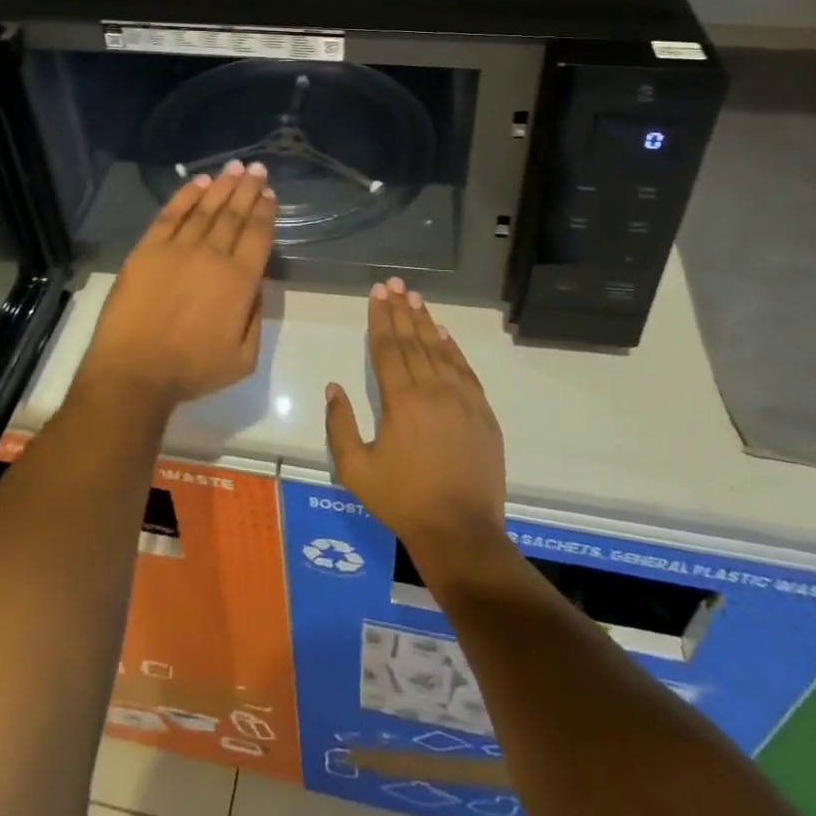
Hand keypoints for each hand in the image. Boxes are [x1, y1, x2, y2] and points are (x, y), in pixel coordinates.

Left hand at [77, 160, 276, 413]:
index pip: (257, 235)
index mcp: (239, 282)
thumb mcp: (243, 358)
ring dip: (222, 186)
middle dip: (248, 189)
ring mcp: (177, 249)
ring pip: (205, 208)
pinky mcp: (147, 249)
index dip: (265, 212)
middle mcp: (212, 256)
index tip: (269, 194)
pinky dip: (186, 195)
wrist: (133, 371)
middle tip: (257, 169)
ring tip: (234, 167)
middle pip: (234, 214)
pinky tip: (198, 182)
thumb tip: (256, 284)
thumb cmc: (191, 370)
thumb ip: (256, 317)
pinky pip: (170, 215)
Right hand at [325, 278, 508, 574]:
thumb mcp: (356, 470)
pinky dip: (452, 347)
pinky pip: (464, 369)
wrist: (460, 531)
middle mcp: (432, 389)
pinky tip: (444, 333)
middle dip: (401, 310)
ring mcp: (461, 398)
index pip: (388, 347)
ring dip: (425, 321)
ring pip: (439, 349)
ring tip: (415, 297)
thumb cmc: (403, 501)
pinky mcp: (482, 412)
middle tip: (395, 283)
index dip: (381, 318)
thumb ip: (340, 426)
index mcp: (401, 400)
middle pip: (413, 340)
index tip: (377, 293)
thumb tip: (334, 387)